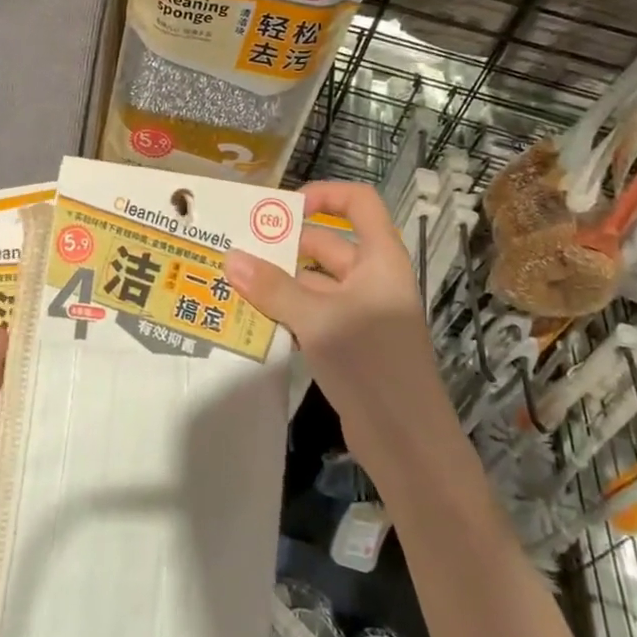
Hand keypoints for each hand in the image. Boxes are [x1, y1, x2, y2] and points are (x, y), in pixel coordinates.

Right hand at [222, 182, 453, 489]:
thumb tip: (230, 258)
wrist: (407, 442)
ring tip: (230, 281)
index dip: (324, 194)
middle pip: (326, 244)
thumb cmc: (372, 364)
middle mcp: (371, 279)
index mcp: (379, 259)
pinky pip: (311, 314)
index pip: (358, 203)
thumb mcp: (318, 320)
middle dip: (282, 245)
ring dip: (277, 282)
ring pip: (312, 283)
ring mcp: (359, 313)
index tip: (282, 208)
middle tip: (235, 247)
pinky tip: (249, 318)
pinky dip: (284, 312)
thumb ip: (273, 289)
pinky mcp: (347, 343)